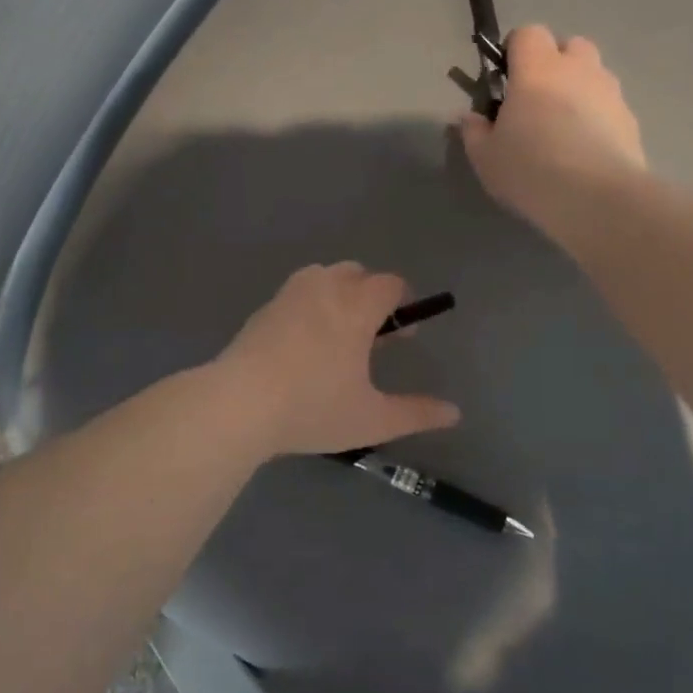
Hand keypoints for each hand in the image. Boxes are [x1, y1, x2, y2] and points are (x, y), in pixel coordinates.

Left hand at [215, 263, 461, 456]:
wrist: (238, 404)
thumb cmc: (312, 408)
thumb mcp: (372, 419)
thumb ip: (416, 413)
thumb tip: (454, 413)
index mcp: (356, 306)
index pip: (390, 284)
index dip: (403, 303)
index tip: (403, 334)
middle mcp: (324, 288)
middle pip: (356, 273)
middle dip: (371, 295)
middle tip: (372, 336)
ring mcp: (288, 295)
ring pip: (323, 277)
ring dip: (338, 294)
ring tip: (337, 336)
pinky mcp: (263, 309)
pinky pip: (297, 294)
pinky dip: (309, 305)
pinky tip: (303, 344)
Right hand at [459, 24, 647, 245]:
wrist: (595, 198)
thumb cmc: (530, 169)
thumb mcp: (485, 157)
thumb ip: (474, 131)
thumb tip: (469, 116)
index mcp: (537, 70)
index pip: (528, 33)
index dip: (515, 50)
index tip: (506, 79)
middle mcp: (578, 70)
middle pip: (570, 45)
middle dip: (554, 63)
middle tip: (537, 100)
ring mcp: (610, 92)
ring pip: (594, 74)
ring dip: (578, 89)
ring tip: (563, 128)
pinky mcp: (630, 119)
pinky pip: (609, 106)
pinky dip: (597, 117)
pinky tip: (585, 150)